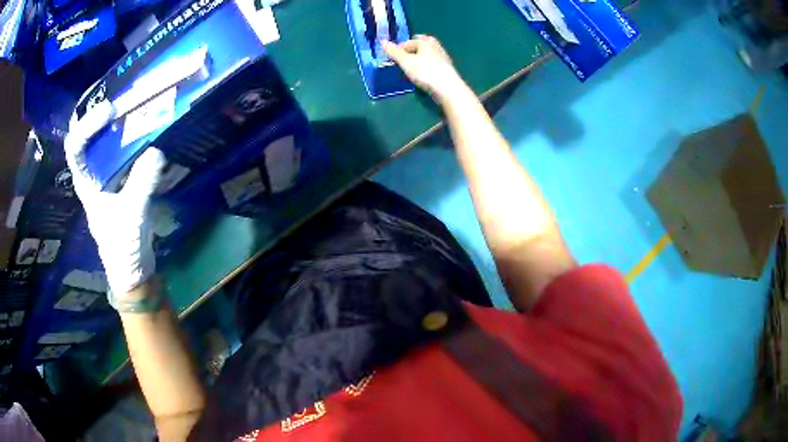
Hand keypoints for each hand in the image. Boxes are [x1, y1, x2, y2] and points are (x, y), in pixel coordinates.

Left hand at [65, 100, 165, 296]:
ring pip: (101, 136)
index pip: (75, 145)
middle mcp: (91, 172)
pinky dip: (126, 129)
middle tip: (114, 86)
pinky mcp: (119, 177)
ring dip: (112, 115)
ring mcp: (104, 173)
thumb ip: (141, 184)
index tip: (110, 109)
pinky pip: (118, 145)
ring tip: (129, 95)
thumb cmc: (123, 246)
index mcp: (85, 181)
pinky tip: (140, 120)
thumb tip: (156, 150)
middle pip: (84, 132)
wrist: (131, 267)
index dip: (87, 124)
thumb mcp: (132, 216)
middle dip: (94, 108)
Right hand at [383, 35, 466, 101]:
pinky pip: (433, 62)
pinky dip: (426, 64)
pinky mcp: (446, 68)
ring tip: (412, 65)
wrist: (448, 88)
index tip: (392, 58)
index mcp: (425, 42)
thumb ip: (394, 52)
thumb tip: (382, 41)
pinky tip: (423, 73)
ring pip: (428, 53)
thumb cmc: (426, 72)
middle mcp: (435, 46)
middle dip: (412, 48)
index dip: (398, 48)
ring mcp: (443, 57)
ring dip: (420, 56)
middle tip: (403, 57)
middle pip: (421, 44)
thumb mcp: (406, 62)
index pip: (408, 42)